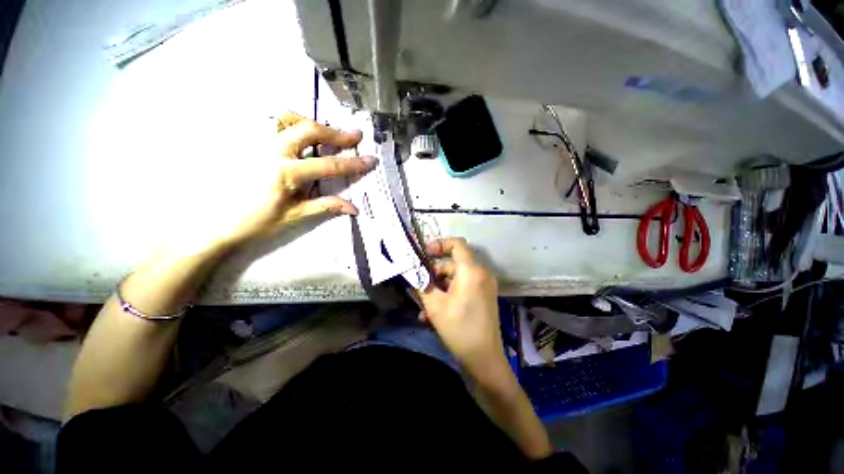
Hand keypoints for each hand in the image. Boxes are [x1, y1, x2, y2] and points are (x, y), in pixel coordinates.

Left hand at [221, 112, 375, 245]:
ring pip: (288, 119)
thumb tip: (354, 208)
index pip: (329, 165)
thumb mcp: (296, 216)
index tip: (371, 160)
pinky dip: (291, 123)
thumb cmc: (258, 222)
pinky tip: (300, 135)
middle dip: (336, 133)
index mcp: (286, 173)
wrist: (218, 222)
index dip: (353, 163)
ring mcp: (258, 143)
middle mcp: (272, 151)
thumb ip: (326, 206)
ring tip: (328, 133)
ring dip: (313, 123)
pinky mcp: (250, 142)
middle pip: (310, 130)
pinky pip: (272, 123)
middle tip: (355, 136)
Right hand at [418, 238, 509, 384]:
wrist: (484, 361)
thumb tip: (412, 273)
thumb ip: (422, 285)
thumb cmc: (459, 329)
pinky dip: (449, 295)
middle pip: (454, 264)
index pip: (458, 244)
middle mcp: (481, 274)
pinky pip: (463, 288)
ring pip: (456, 278)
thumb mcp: (435, 306)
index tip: (425, 253)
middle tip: (419, 285)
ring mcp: (484, 286)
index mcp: (472, 272)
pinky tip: (433, 313)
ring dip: (439, 288)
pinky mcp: (483, 297)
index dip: (440, 244)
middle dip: (435, 273)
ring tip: (424, 306)